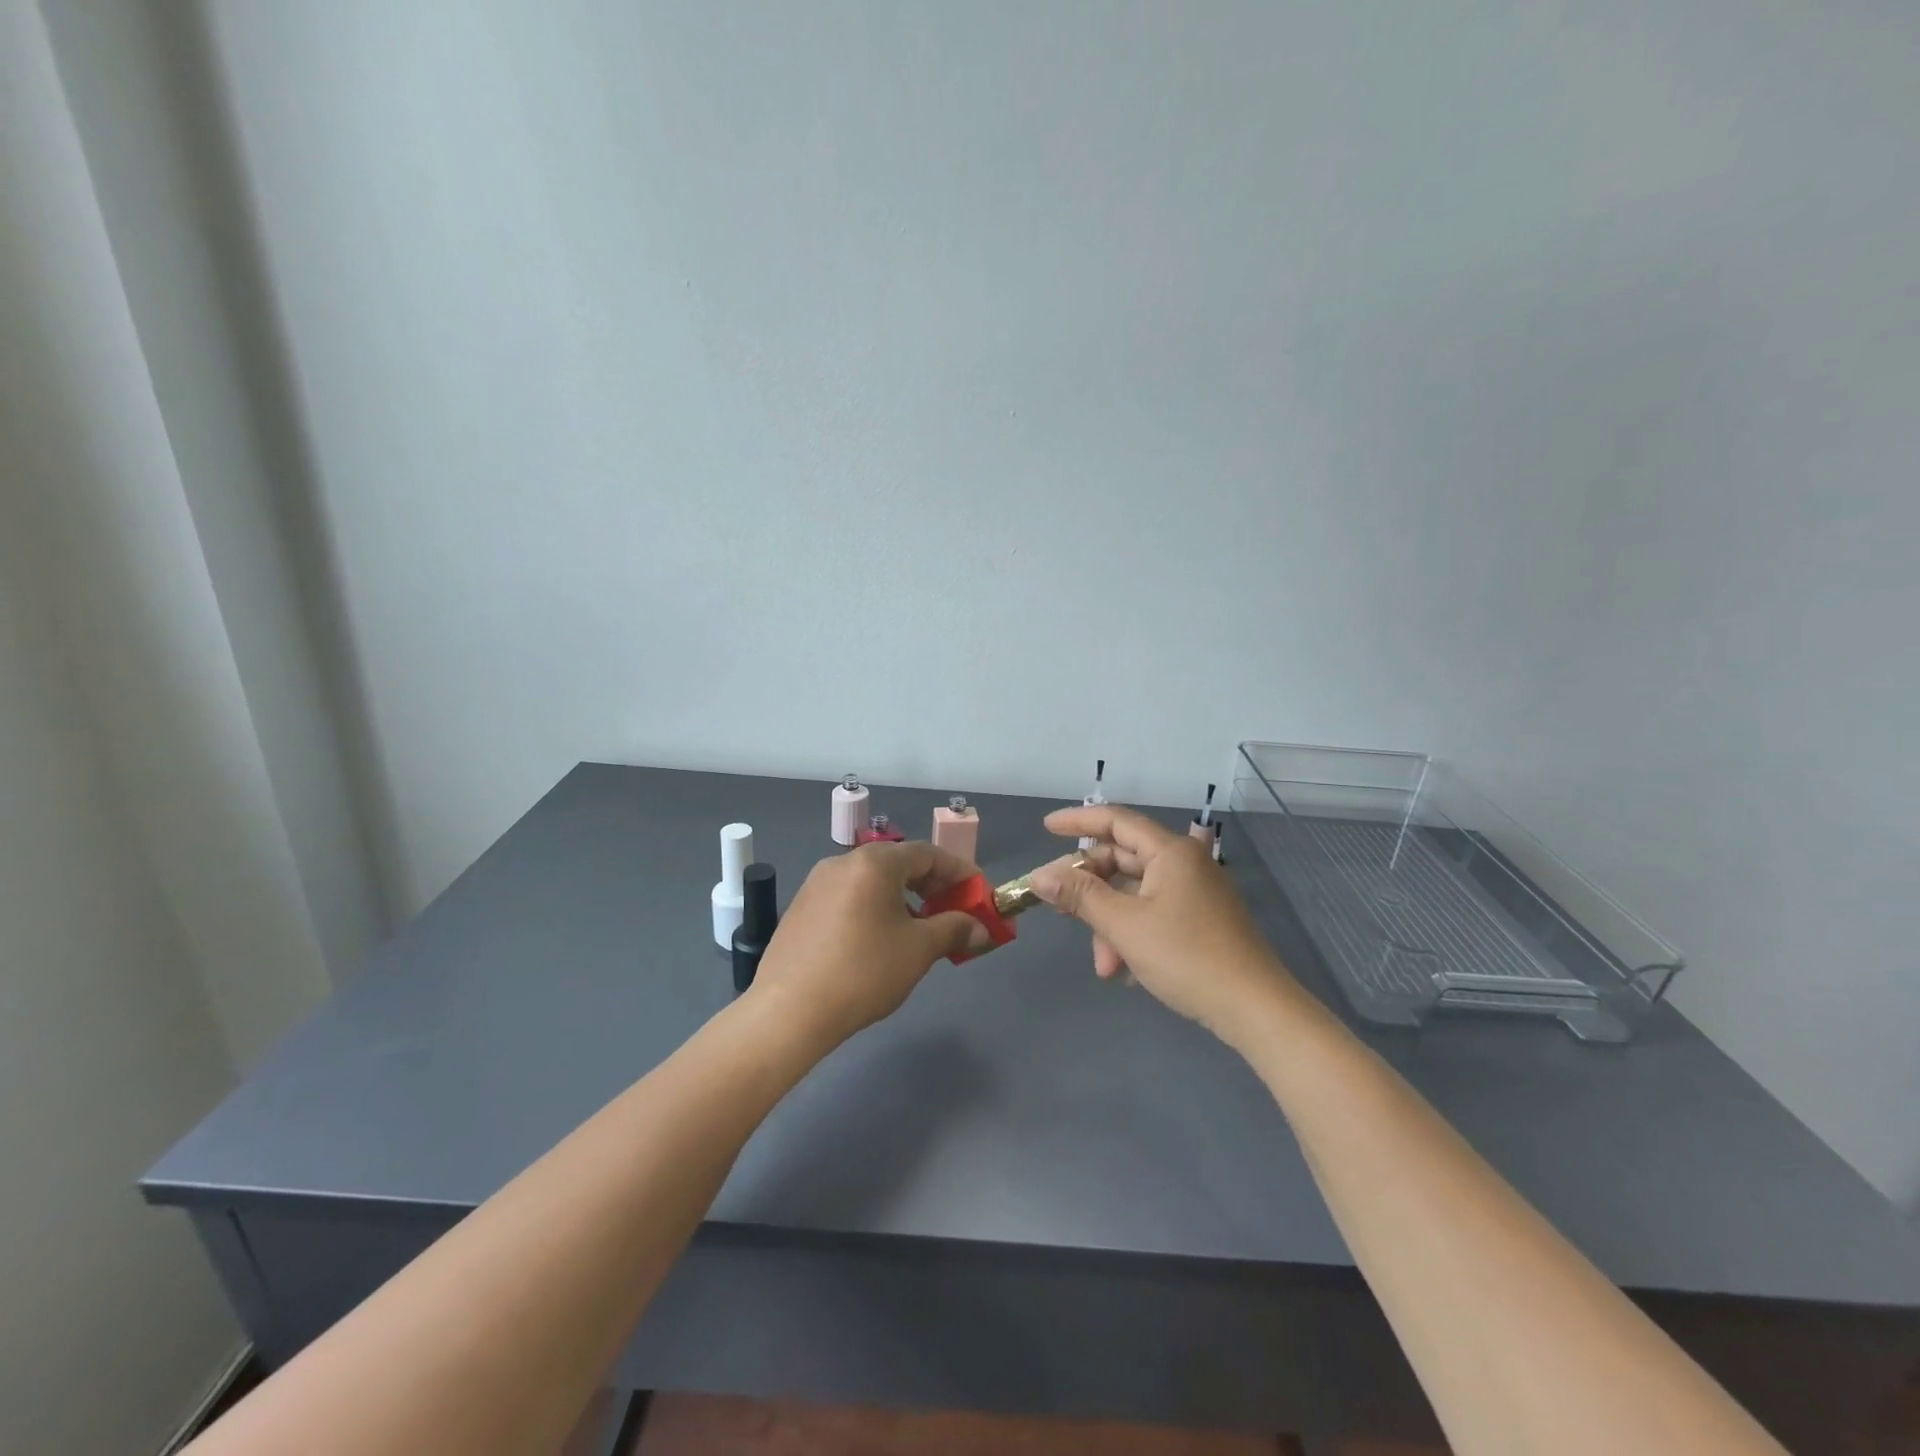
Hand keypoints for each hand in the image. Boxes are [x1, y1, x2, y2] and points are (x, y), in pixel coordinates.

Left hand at [748, 841, 992, 1049]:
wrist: (789, 1011)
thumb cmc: (863, 972)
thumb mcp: (918, 950)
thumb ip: (954, 929)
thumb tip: (980, 928)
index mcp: (874, 862)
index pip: (928, 853)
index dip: (959, 872)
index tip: (979, 894)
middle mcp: (843, 862)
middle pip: (899, 863)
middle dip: (932, 886)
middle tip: (954, 912)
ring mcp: (817, 884)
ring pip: (872, 881)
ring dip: (903, 898)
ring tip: (920, 929)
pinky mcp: (801, 908)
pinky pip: (849, 897)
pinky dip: (875, 908)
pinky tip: (880, 939)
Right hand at [1030, 805, 1293, 1041]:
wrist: (1254, 1008)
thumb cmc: (1186, 957)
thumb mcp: (1124, 925)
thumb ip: (1080, 896)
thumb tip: (1040, 876)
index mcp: (1171, 852)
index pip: (1116, 821)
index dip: (1078, 821)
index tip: (1046, 828)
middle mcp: (1186, 863)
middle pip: (1123, 860)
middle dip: (1090, 889)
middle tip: (1059, 908)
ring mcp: (1197, 892)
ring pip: (1136, 893)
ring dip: (1111, 924)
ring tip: (1104, 967)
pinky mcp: (1202, 920)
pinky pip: (1154, 913)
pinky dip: (1133, 934)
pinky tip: (1125, 970)